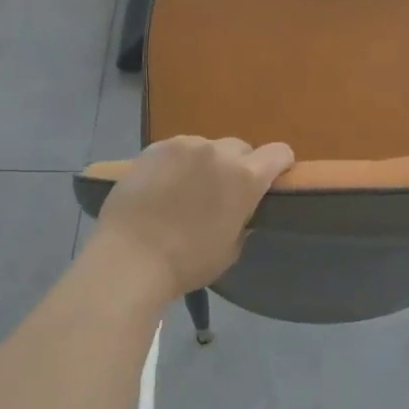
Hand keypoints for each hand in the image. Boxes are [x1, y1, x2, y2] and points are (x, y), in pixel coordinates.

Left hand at [90, 136, 294, 296]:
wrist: (129, 258)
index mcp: (245, 177)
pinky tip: (162, 186)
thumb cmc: (187, 262)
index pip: (279, 153)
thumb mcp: (231, 248)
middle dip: (238, 166)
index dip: (279, 165)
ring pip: (207, 147)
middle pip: (241, 148)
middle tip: (221, 192)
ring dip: (205, 163)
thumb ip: (243, 220)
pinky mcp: (154, 148)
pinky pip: (176, 150)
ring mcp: (184, 146)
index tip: (270, 180)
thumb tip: (239, 210)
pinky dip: (177, 163)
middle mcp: (218, 153)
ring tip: (186, 189)